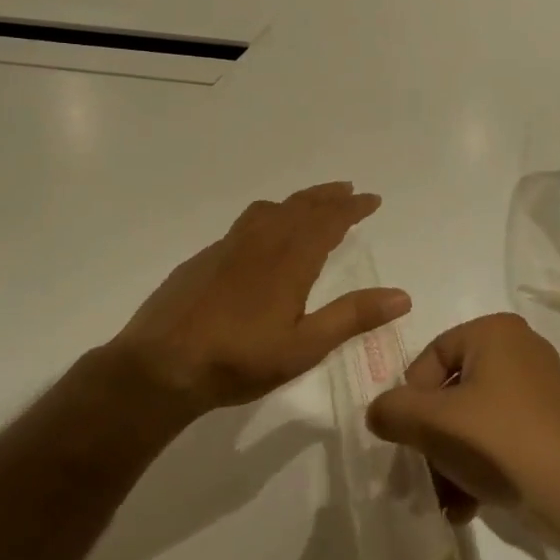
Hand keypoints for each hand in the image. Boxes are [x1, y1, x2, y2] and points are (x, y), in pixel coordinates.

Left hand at [110, 182, 410, 418]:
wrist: (158, 368)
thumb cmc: (238, 359)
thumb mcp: (304, 346)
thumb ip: (352, 317)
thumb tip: (402, 295)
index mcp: (290, 258)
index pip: (329, 220)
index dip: (353, 207)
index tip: (372, 199)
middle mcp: (262, 241)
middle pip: (301, 206)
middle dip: (328, 196)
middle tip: (348, 191)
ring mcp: (228, 246)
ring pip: (271, 209)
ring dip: (298, 201)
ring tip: (310, 205)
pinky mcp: (204, 258)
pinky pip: (246, 223)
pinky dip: (268, 216)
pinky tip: (262, 237)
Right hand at [365, 313, 559, 534]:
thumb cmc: (503, 441)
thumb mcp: (436, 423)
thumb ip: (394, 411)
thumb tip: (378, 411)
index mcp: (494, 332)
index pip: (431, 355)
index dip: (411, 397)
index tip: (407, 436)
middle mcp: (518, 350)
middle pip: (451, 391)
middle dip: (430, 438)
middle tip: (419, 475)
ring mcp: (536, 389)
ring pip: (471, 420)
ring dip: (449, 460)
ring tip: (443, 500)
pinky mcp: (546, 425)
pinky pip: (496, 438)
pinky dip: (477, 468)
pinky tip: (466, 507)